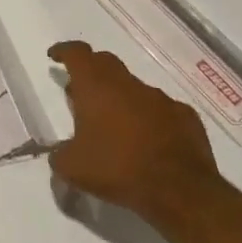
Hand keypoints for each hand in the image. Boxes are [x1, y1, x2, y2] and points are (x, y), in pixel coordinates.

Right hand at [47, 41, 220, 215]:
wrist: (180, 191)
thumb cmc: (118, 169)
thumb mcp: (72, 168)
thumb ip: (59, 155)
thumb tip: (59, 154)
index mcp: (96, 87)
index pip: (77, 53)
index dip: (64, 51)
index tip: (55, 57)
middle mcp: (128, 84)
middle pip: (106, 62)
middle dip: (91, 70)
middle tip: (81, 89)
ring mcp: (160, 99)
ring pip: (134, 87)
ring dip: (121, 97)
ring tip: (114, 122)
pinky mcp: (185, 116)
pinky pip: (161, 108)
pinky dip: (149, 116)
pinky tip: (147, 139)